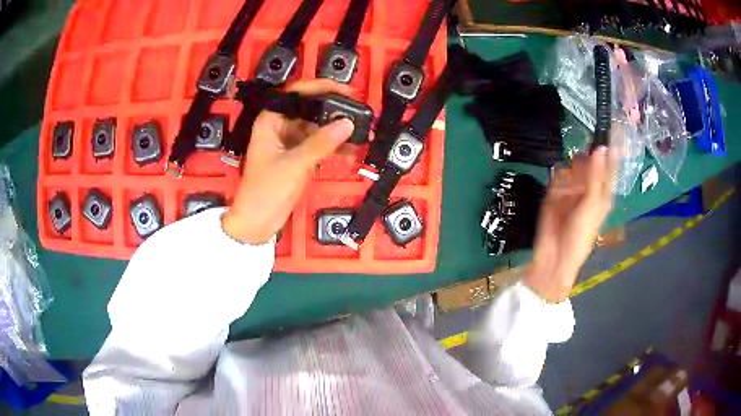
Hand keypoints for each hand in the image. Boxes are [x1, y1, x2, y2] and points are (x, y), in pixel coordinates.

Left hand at [222, 79, 354, 243]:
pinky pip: (320, 145)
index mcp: (271, 120)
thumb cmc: (265, 191)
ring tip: (361, 134)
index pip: (298, 93)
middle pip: (311, 109)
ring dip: (337, 131)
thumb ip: (321, 143)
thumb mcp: (294, 165)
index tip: (347, 91)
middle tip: (359, 114)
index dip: (322, 88)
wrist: (256, 223)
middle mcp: (281, 127)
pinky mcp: (299, 157)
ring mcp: (291, 142)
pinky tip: (351, 151)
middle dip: (335, 112)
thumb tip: (347, 123)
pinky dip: (334, 147)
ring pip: (318, 128)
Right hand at [524, 147, 613, 302]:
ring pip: (573, 166)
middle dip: (587, 154)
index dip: (612, 148)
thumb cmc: (581, 234)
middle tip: (585, 146)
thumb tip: (601, 147)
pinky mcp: (556, 191)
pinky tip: (559, 184)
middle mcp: (589, 187)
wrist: (555, 255)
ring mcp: (572, 188)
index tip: (612, 126)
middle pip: (590, 162)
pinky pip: (558, 176)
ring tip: (572, 174)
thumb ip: (595, 176)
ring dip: (572, 166)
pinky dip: (558, 176)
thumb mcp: (592, 205)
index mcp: (602, 192)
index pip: (609, 165)